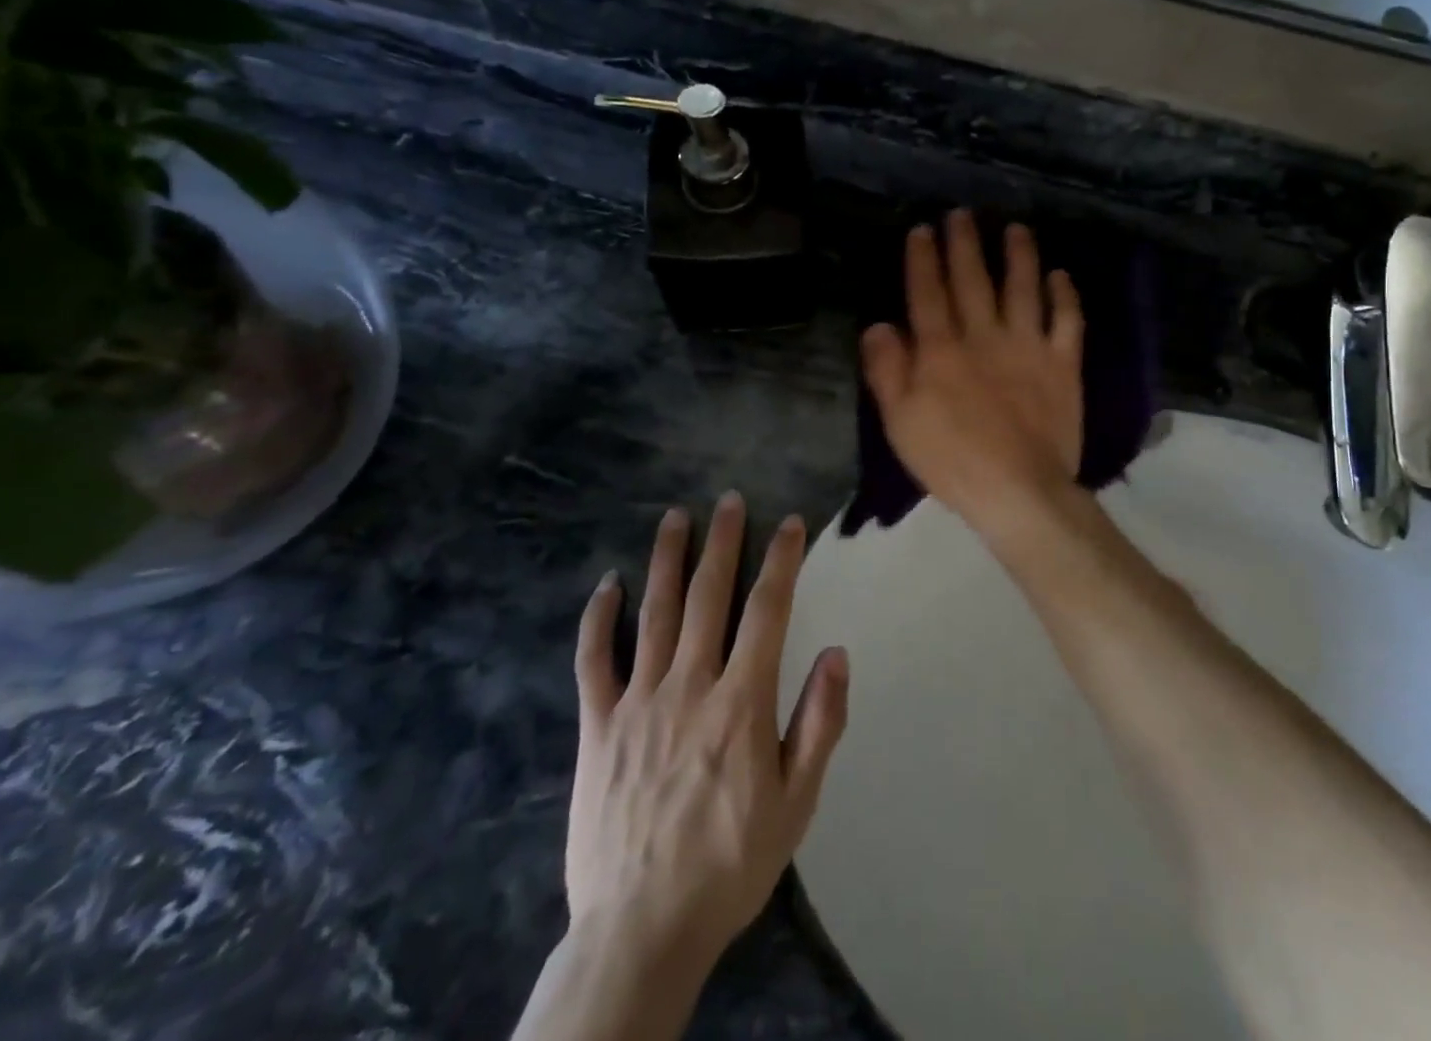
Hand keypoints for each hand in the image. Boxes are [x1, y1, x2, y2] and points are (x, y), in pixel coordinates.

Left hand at [566, 495, 849, 978]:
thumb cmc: (730, 864)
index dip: (781, 561)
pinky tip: (607, 585)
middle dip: (722, 543)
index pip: (767, 611)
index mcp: (741, 702)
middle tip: (728, 500)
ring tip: (675, 517)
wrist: (641, 930)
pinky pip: (594, 660)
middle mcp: (689, 686)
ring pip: (653, 613)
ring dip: (666, 560)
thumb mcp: (796, 803)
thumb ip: (819, 723)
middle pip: (708, 596)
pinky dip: (599, 618)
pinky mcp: (597, 726)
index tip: (789, 523)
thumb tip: (836, 653)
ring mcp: (637, 702)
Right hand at [860, 211, 1084, 537]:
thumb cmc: (951, 460)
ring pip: (1022, 288)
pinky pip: (1067, 321)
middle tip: (963, 214)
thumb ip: (887, 370)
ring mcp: (1027, 347)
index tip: (922, 230)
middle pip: (972, 280)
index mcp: (941, 351)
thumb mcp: (900, 422)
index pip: (927, 293)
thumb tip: (879, 325)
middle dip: (965, 244)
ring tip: (1015, 229)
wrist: (1017, 489)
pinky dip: (1064, 295)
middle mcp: (984, 336)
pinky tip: (1059, 275)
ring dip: (1019, 255)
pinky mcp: (1062, 364)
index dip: (923, 260)